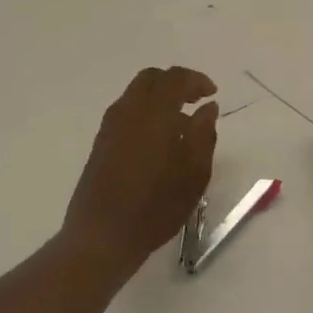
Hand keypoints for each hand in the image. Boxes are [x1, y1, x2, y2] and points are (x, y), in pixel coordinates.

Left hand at [62, 67, 219, 267]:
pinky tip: (158, 142)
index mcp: (153, 113)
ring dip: (159, 99)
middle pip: (151, 79)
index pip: (175, 78)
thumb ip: (203, 134)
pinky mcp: (100, 143)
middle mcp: (128, 111)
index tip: (212, 94)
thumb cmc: (156, 205)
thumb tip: (207, 108)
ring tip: (180, 126)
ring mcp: (110, 126)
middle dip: (175, 83)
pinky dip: (145, 113)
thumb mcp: (194, 173)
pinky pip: (126, 113)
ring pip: (135, 95)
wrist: (102, 235)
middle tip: (195, 102)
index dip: (196, 80)